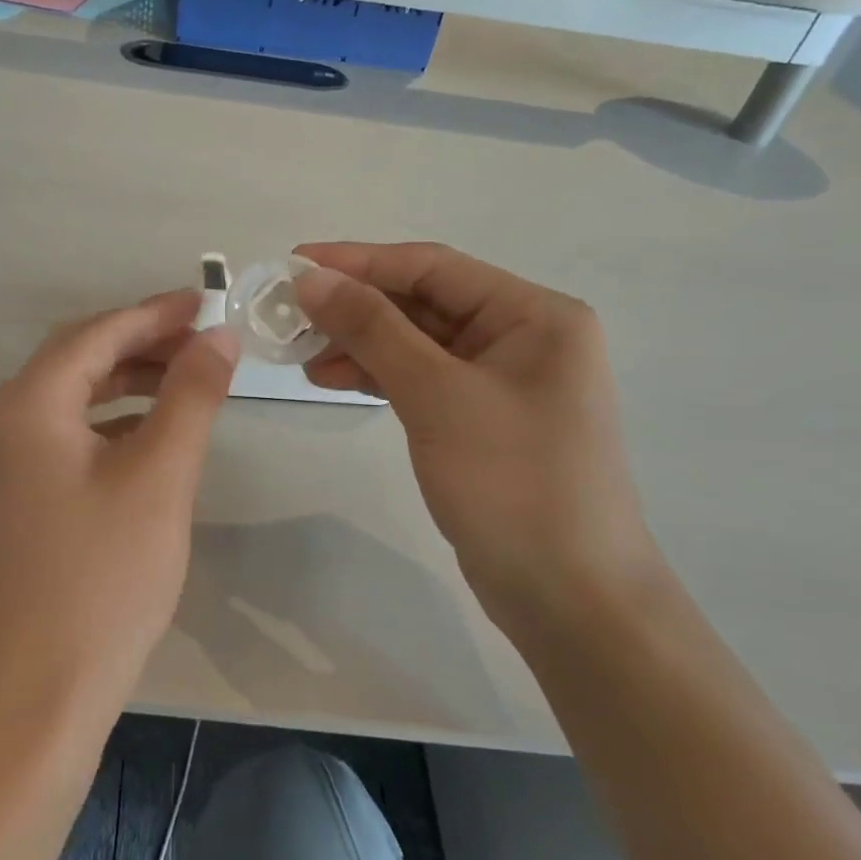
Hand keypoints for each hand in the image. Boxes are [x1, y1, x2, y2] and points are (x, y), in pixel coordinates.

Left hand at [0, 290, 238, 726]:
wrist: (43, 689)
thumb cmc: (105, 575)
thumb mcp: (160, 475)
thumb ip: (191, 394)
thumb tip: (220, 334)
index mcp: (29, 404)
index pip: (98, 333)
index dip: (156, 313)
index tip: (209, 301)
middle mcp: (5, 420)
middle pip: (81, 356)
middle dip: (144, 341)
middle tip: (206, 338)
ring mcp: (6, 460)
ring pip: (75, 395)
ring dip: (131, 378)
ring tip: (190, 376)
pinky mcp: (19, 493)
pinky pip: (70, 431)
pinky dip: (115, 417)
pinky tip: (155, 429)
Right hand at [293, 242, 661, 627]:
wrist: (570, 598)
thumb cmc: (512, 483)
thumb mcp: (437, 396)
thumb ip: (373, 329)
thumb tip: (310, 278)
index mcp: (534, 315)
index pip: (433, 268)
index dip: (359, 262)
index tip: (294, 262)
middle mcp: (524, 337)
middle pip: (424, 303)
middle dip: (356, 308)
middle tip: (290, 317)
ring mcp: (503, 381)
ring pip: (418, 343)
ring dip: (361, 344)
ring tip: (303, 358)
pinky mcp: (482, 419)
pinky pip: (422, 379)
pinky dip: (379, 376)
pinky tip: (334, 381)